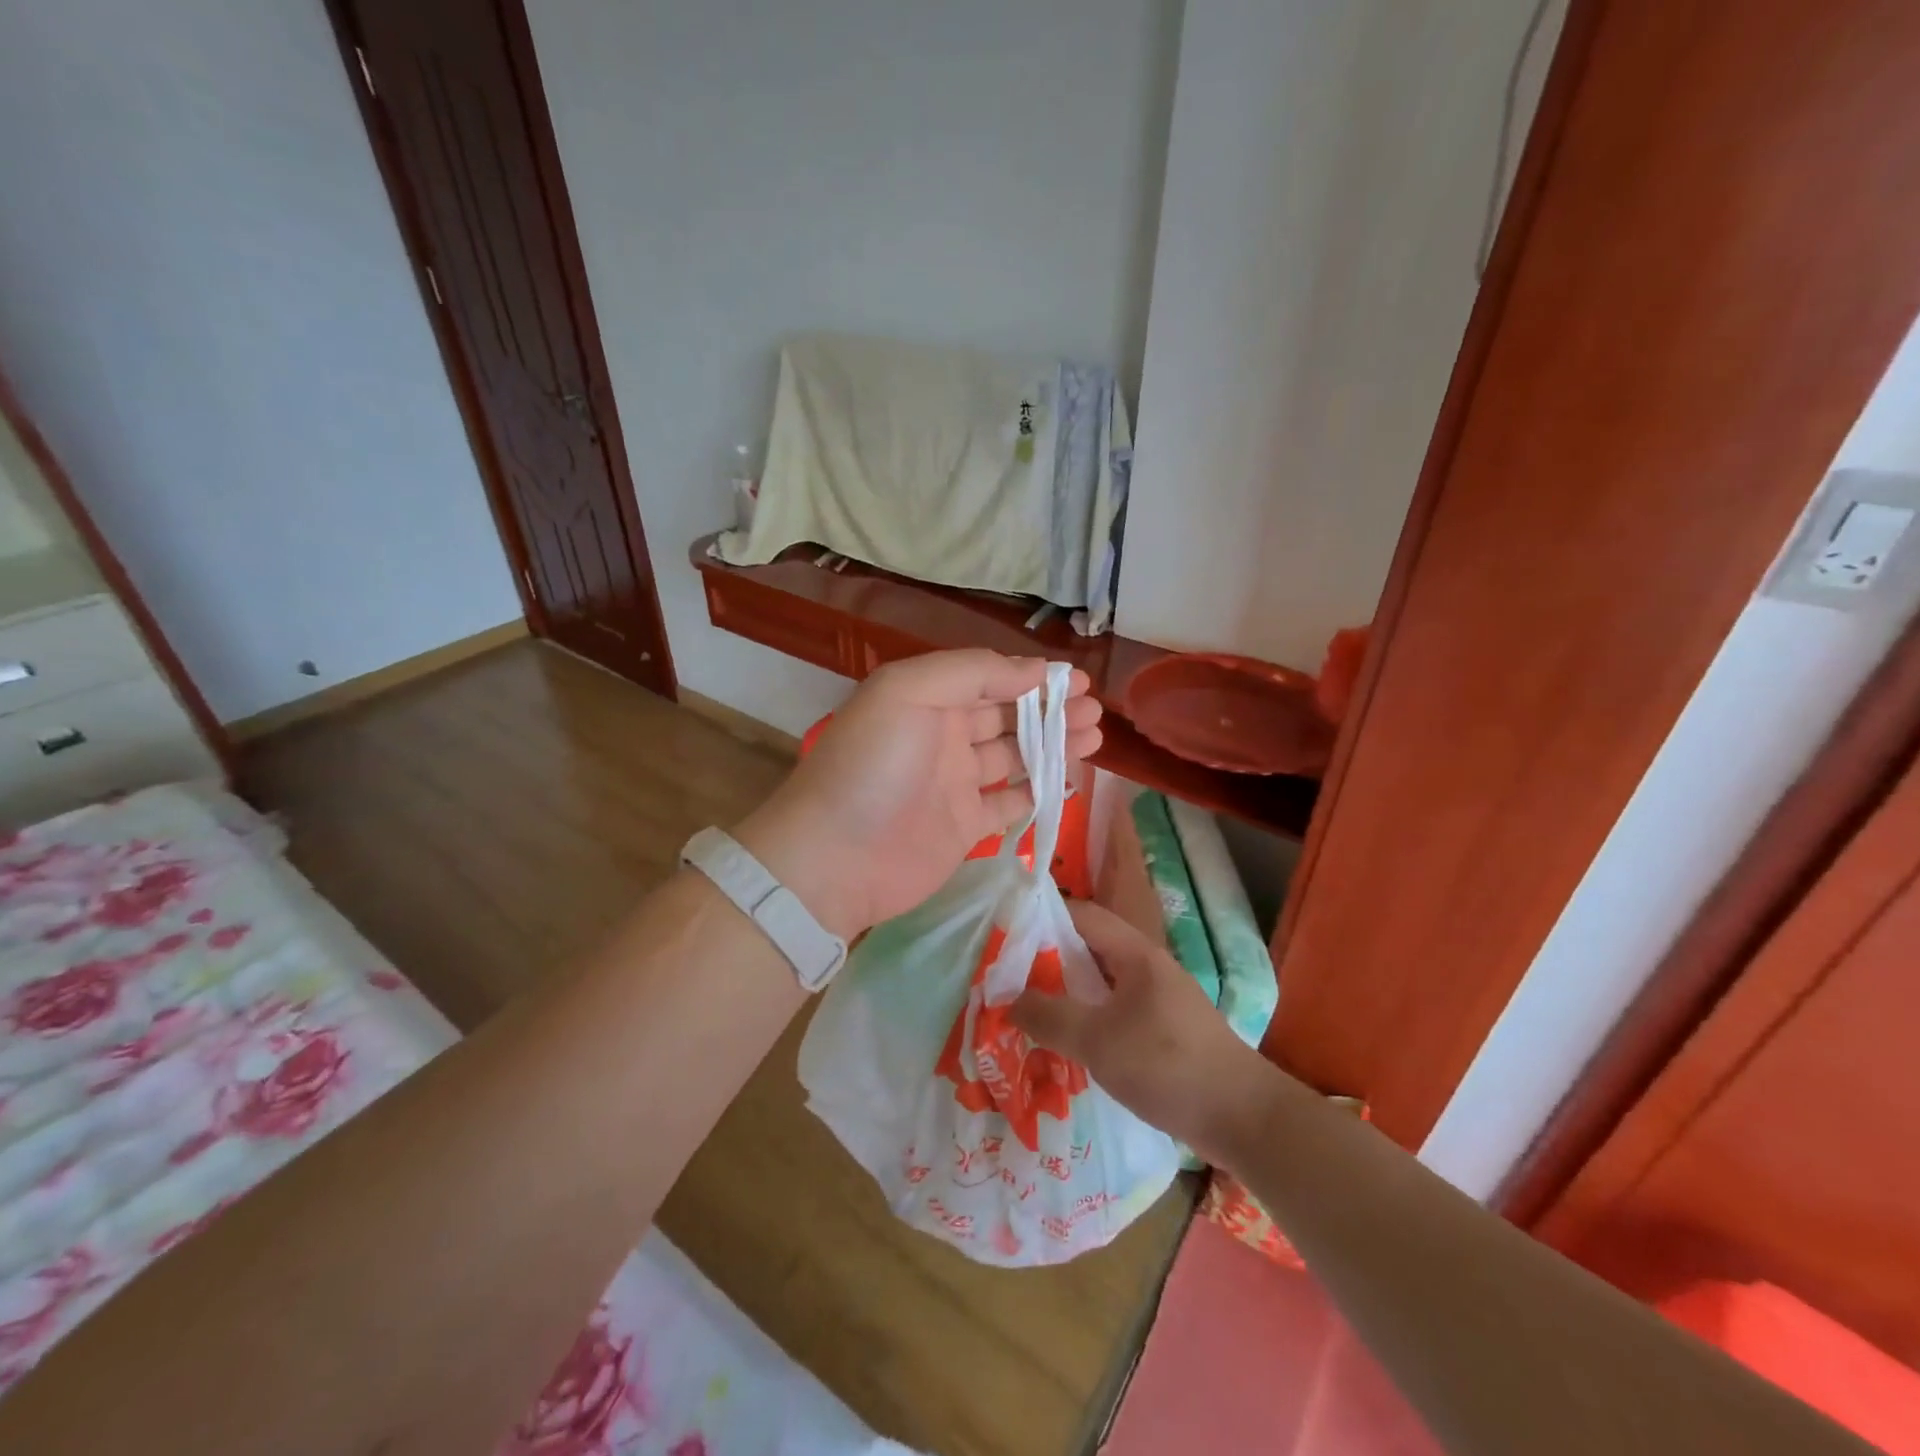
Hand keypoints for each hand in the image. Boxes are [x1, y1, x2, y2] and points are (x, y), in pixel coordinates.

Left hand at [736, 650, 1100, 939]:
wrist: (834, 859)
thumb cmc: (872, 765)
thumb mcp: (908, 692)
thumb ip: (972, 671)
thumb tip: (1033, 669)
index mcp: (926, 699)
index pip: (989, 679)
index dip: (1032, 678)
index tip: (1077, 681)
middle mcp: (942, 736)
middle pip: (1007, 716)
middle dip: (1051, 710)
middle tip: (1095, 711)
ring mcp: (954, 784)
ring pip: (1014, 757)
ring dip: (1053, 745)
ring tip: (1094, 737)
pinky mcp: (964, 827)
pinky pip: (1010, 802)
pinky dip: (1038, 790)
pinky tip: (1069, 779)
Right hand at [1011, 901, 1268, 1160]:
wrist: (1244, 1118)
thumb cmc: (1168, 1065)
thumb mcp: (1098, 1041)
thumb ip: (1050, 1017)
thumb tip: (1007, 999)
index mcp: (1136, 954)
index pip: (1082, 916)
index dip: (1042, 918)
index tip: (1004, 934)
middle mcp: (1147, 968)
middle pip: (1088, 950)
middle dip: (1047, 960)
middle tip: (1006, 977)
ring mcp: (1157, 1000)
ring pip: (1100, 985)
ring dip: (1066, 994)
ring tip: (1027, 1010)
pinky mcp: (1163, 1032)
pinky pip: (1114, 1013)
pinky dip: (1086, 1020)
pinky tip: (1066, 1044)